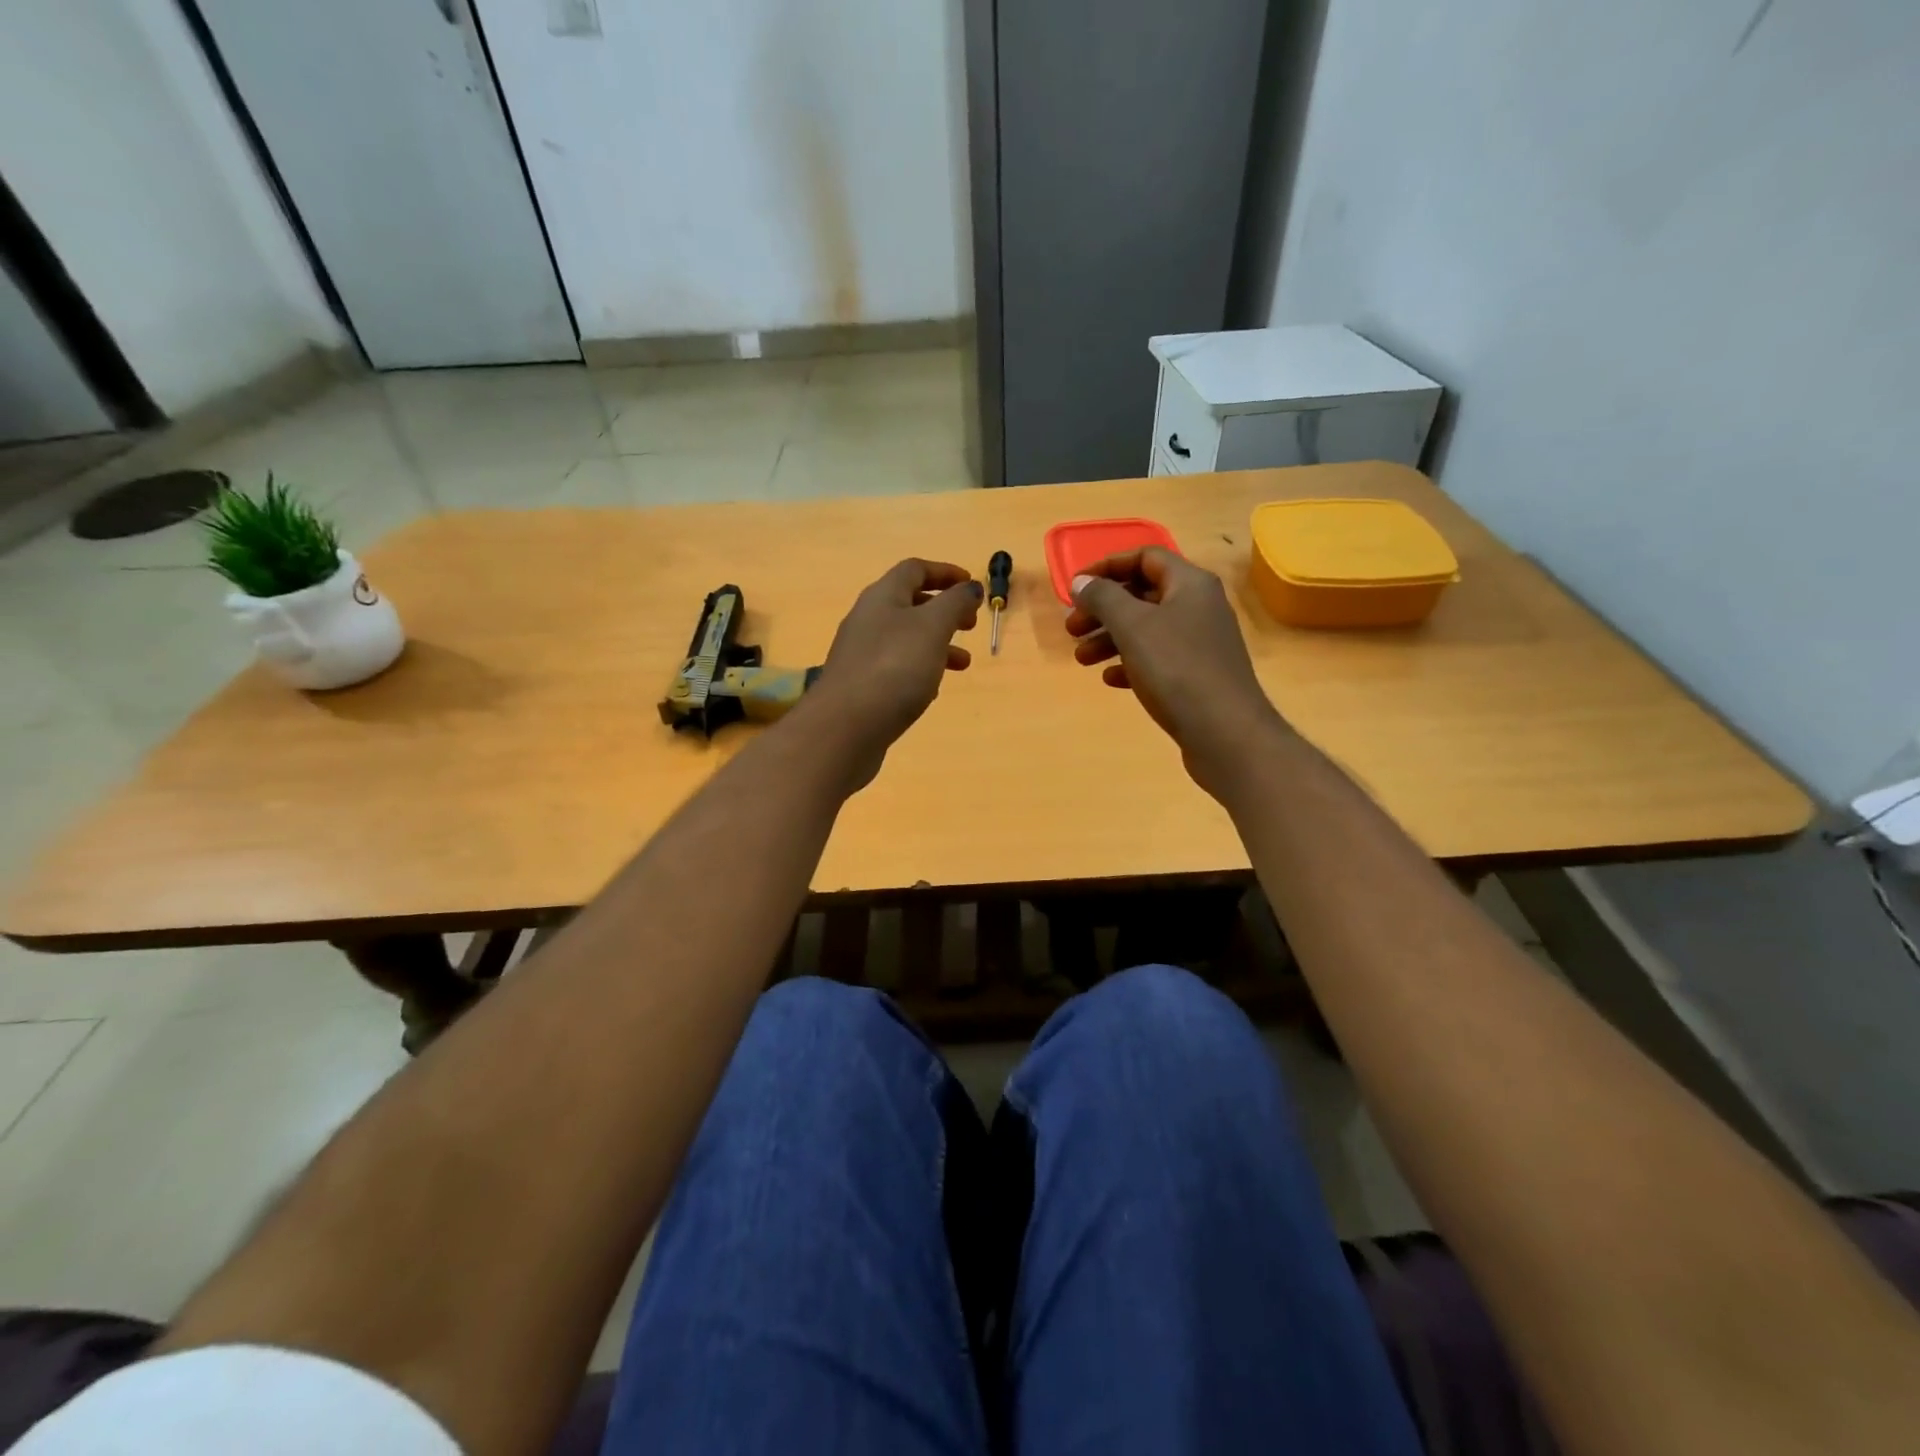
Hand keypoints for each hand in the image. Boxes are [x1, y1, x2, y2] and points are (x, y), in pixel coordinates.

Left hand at [807, 559, 981, 787]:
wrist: (845, 727)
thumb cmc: (894, 668)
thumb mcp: (932, 628)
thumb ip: (955, 603)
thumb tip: (970, 587)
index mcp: (882, 597)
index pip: (914, 570)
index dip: (945, 572)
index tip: (972, 586)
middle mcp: (867, 620)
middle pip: (909, 604)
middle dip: (944, 611)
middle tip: (970, 625)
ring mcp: (860, 654)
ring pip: (905, 639)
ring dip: (937, 644)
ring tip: (963, 664)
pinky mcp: (860, 686)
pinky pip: (895, 668)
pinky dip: (919, 670)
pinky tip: (932, 691)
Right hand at [1065, 547, 1287, 796]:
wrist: (1225, 733)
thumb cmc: (1176, 669)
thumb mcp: (1132, 626)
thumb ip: (1103, 598)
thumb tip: (1081, 581)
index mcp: (1190, 584)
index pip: (1145, 557)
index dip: (1107, 567)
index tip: (1076, 587)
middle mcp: (1199, 607)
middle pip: (1143, 595)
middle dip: (1103, 609)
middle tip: (1072, 629)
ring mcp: (1200, 643)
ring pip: (1147, 630)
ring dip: (1111, 639)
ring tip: (1082, 660)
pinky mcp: (1198, 676)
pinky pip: (1158, 660)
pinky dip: (1131, 664)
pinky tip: (1111, 680)